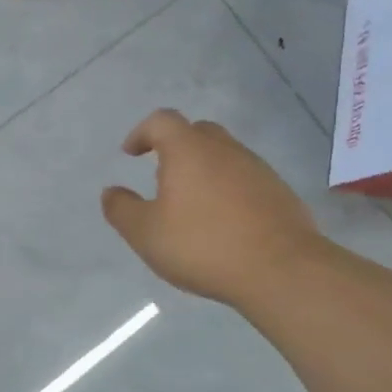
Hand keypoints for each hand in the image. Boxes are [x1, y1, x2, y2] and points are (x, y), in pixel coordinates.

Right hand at [102, 109, 320, 307]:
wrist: (281, 269)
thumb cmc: (203, 245)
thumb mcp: (146, 233)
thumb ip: (122, 210)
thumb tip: (111, 192)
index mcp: (189, 150)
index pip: (161, 121)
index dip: (142, 133)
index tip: (131, 153)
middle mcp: (225, 149)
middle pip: (196, 132)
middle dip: (175, 147)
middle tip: (162, 176)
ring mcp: (257, 168)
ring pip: (224, 156)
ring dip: (203, 169)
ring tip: (191, 204)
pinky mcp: (279, 192)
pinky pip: (245, 179)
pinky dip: (227, 190)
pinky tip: (223, 222)